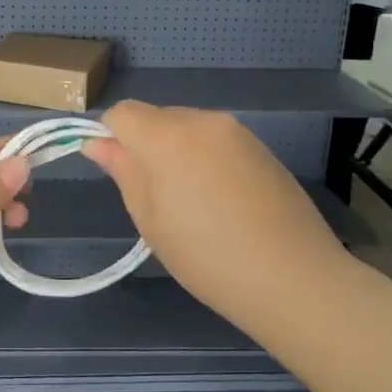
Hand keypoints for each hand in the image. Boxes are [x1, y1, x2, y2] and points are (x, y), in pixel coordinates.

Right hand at [82, 103, 348, 324]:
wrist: (294, 278)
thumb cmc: (207, 257)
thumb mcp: (150, 219)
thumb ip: (123, 171)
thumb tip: (97, 142)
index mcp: (168, 135)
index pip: (122, 113)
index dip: (111, 138)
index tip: (120, 175)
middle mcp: (202, 120)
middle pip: (156, 118)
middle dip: (146, 146)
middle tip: (157, 198)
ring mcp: (237, 131)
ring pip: (187, 129)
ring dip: (177, 153)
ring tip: (194, 205)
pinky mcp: (261, 147)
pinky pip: (216, 142)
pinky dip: (206, 160)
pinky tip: (223, 203)